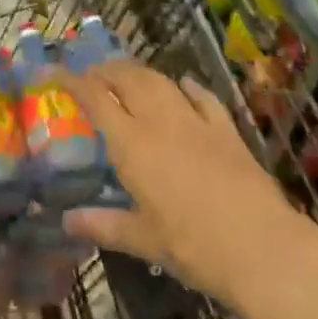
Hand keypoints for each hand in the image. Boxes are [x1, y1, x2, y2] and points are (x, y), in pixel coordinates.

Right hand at [56, 60, 317, 318]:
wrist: (263, 248)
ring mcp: (196, 121)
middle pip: (127, 78)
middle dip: (105, 70)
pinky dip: (186, 86)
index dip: (71, 80)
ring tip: (127, 76)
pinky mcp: (227, 129)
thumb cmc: (194, 247)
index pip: (95, 97)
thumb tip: (67, 221)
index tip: (53, 73)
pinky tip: (183, 84)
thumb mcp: (144, 240)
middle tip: (91, 75)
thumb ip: (104, 224)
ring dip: (139, 72)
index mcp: (132, 143)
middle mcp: (160, 120)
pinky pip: (202, 96)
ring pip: (161, 80)